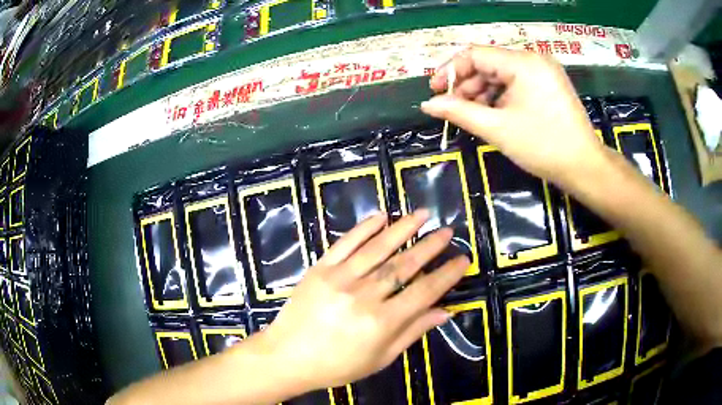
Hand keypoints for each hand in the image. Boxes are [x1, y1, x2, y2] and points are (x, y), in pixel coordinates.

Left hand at [258, 210, 468, 391]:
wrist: (287, 356)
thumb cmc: (337, 365)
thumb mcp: (380, 358)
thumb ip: (412, 332)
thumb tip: (444, 312)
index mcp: (380, 323)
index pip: (424, 292)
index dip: (446, 275)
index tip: (462, 259)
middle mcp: (363, 296)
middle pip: (403, 265)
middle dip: (429, 246)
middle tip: (446, 231)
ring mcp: (338, 278)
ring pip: (377, 248)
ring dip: (402, 228)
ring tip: (422, 214)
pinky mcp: (319, 269)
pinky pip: (345, 243)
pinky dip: (364, 228)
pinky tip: (381, 216)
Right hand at [421, 46, 606, 186]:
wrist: (584, 167)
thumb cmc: (543, 146)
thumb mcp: (497, 128)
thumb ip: (459, 112)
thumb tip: (428, 105)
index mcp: (523, 62)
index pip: (475, 54)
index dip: (450, 70)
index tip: (434, 91)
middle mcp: (533, 59)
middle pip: (489, 63)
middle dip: (467, 85)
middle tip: (452, 108)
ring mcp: (543, 71)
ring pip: (502, 74)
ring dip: (483, 92)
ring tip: (472, 115)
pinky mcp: (549, 84)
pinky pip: (516, 83)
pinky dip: (501, 96)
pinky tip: (493, 114)